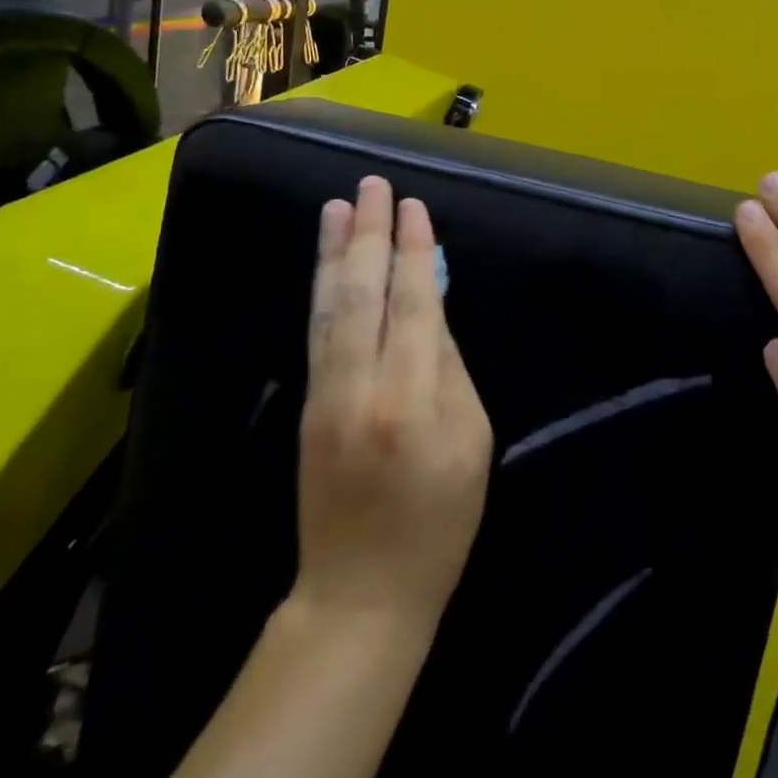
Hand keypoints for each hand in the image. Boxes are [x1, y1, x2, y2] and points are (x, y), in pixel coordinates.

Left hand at [294, 177, 492, 636]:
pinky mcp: (306, 405)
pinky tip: (327, 263)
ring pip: (329, 307)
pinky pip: (316, 333)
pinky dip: (322, 290)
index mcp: (410, 398)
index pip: (413, 304)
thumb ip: (449, 370)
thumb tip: (429, 310)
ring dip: (335, 252)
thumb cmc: (438, 521)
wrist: (359, 592)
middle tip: (373, 185)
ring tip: (338, 206)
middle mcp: (359, 386)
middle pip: (363, 293)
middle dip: (370, 235)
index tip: (415, 207)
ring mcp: (323, 394)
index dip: (415, 252)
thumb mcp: (471, 443)